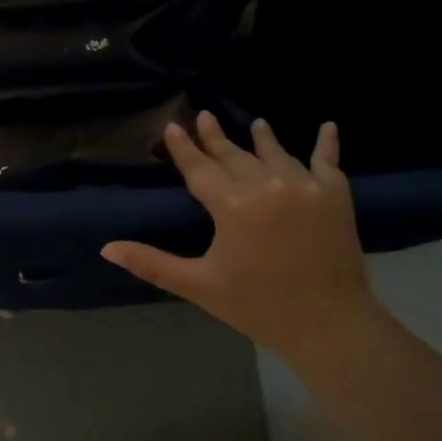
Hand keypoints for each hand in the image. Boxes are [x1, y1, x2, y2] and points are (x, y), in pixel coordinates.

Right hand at [101, 112, 381, 363]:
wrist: (329, 324)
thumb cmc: (258, 306)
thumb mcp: (199, 285)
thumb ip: (152, 263)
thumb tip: (106, 248)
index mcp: (232, 205)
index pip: (200, 168)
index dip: (184, 148)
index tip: (172, 126)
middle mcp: (267, 185)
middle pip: (235, 155)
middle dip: (216, 137)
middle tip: (204, 116)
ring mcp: (304, 186)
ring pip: (276, 153)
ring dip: (263, 138)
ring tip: (256, 123)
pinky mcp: (335, 195)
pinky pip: (328, 161)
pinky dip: (327, 143)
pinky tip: (328, 126)